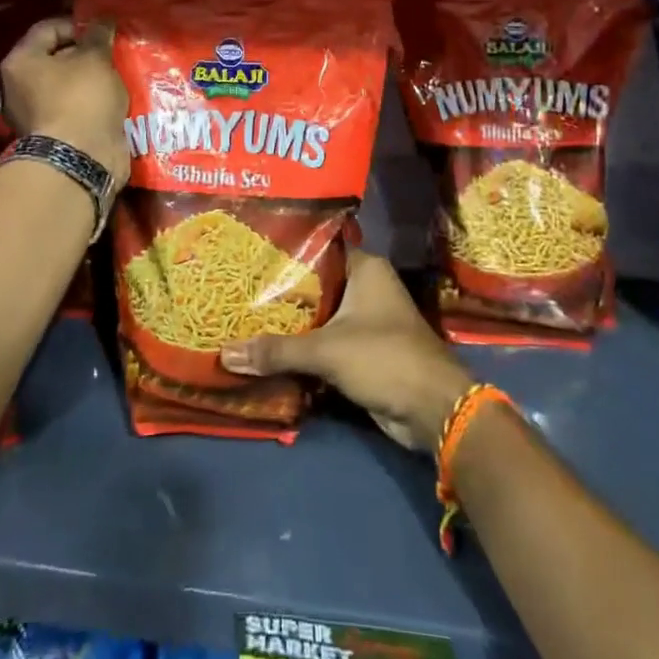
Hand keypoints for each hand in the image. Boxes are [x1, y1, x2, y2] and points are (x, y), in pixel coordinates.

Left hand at [1, 17, 130, 186]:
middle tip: (112, 55)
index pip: (49, 28)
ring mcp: (33, 113)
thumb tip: (102, 21)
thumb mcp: (95, 59)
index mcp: (21, 61)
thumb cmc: (82, 98)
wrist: (80, 159)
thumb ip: (98, 36)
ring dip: (90, 80)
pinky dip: (90, 103)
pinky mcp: (52, 134)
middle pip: (56, 57)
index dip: (79, 25)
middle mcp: (18, 85)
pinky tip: (112, 102)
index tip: (105, 32)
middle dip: (86, 54)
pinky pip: (73, 108)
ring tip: (116, 78)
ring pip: (66, 85)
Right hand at [221, 250, 473, 450]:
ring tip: (244, 317)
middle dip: (280, 292)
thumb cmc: (384, 358)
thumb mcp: (326, 351)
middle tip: (238, 289)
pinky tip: (268, 348)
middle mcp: (366, 287)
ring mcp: (366, 319)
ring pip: (319, 315)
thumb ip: (277, 351)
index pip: (317, 248)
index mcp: (365, 268)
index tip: (249, 255)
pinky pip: (325, 341)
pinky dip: (303, 347)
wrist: (433, 410)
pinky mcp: (363, 350)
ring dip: (290, 323)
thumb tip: (225, 354)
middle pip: (315, 284)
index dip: (285, 253)